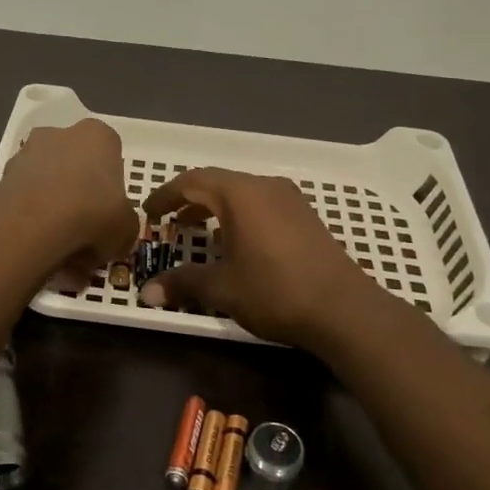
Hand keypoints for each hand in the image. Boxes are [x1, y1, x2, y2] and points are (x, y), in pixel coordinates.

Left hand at [0, 119, 139, 268]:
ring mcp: (26, 153)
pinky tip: (38, 244)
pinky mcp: (2, 176)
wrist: (32, 226)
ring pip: (47, 181)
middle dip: (79, 193)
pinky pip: (25, 198)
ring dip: (53, 206)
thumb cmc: (92, 216)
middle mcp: (60, 134)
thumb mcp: (126, 229)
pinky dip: (31, 217)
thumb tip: (114, 232)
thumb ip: (124, 225)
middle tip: (85, 231)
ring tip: (59, 246)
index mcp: (98, 136)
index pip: (110, 155)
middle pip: (75, 165)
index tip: (109, 213)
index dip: (111, 187)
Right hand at [138, 168, 385, 350]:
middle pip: (218, 183)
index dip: (166, 195)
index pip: (192, 181)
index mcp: (240, 194)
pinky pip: (262, 204)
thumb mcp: (222, 288)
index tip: (149, 212)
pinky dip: (240, 215)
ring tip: (199, 232)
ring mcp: (290, 200)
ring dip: (216, 208)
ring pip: (242, 193)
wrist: (343, 308)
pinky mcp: (306, 216)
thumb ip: (183, 283)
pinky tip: (237, 243)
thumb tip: (146, 293)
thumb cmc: (275, 290)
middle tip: (170, 221)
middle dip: (190, 200)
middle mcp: (264, 187)